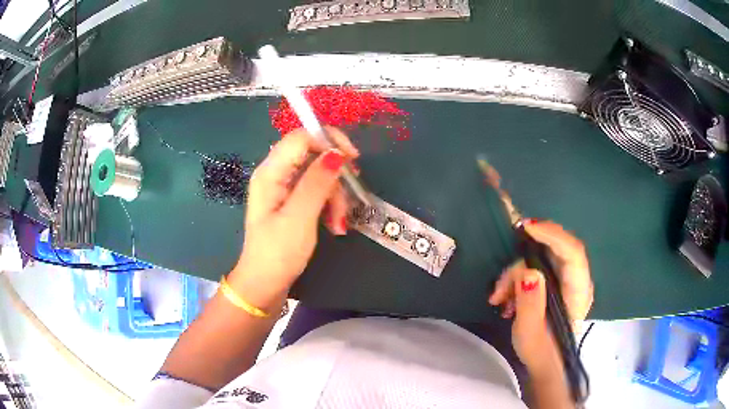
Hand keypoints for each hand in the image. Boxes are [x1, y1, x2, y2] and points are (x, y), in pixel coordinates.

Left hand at [228, 127, 358, 307]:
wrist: (265, 284)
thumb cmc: (278, 253)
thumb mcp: (299, 218)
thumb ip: (316, 183)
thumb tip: (336, 153)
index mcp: (271, 173)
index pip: (301, 137)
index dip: (329, 140)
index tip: (353, 159)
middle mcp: (276, 174)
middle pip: (313, 156)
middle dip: (335, 178)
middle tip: (348, 202)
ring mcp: (283, 188)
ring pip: (319, 175)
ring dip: (335, 196)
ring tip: (339, 224)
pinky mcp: (291, 202)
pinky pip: (316, 191)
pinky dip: (329, 205)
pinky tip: (334, 225)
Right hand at [488, 220, 592, 373]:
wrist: (546, 362)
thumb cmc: (541, 352)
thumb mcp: (530, 333)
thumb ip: (530, 304)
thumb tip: (527, 272)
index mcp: (578, 291)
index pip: (572, 252)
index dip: (551, 235)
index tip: (526, 228)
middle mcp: (576, 278)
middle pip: (554, 249)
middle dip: (523, 259)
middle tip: (502, 279)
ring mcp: (566, 278)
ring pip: (540, 257)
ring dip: (515, 274)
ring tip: (499, 298)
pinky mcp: (555, 280)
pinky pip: (535, 266)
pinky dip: (517, 278)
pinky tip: (505, 298)